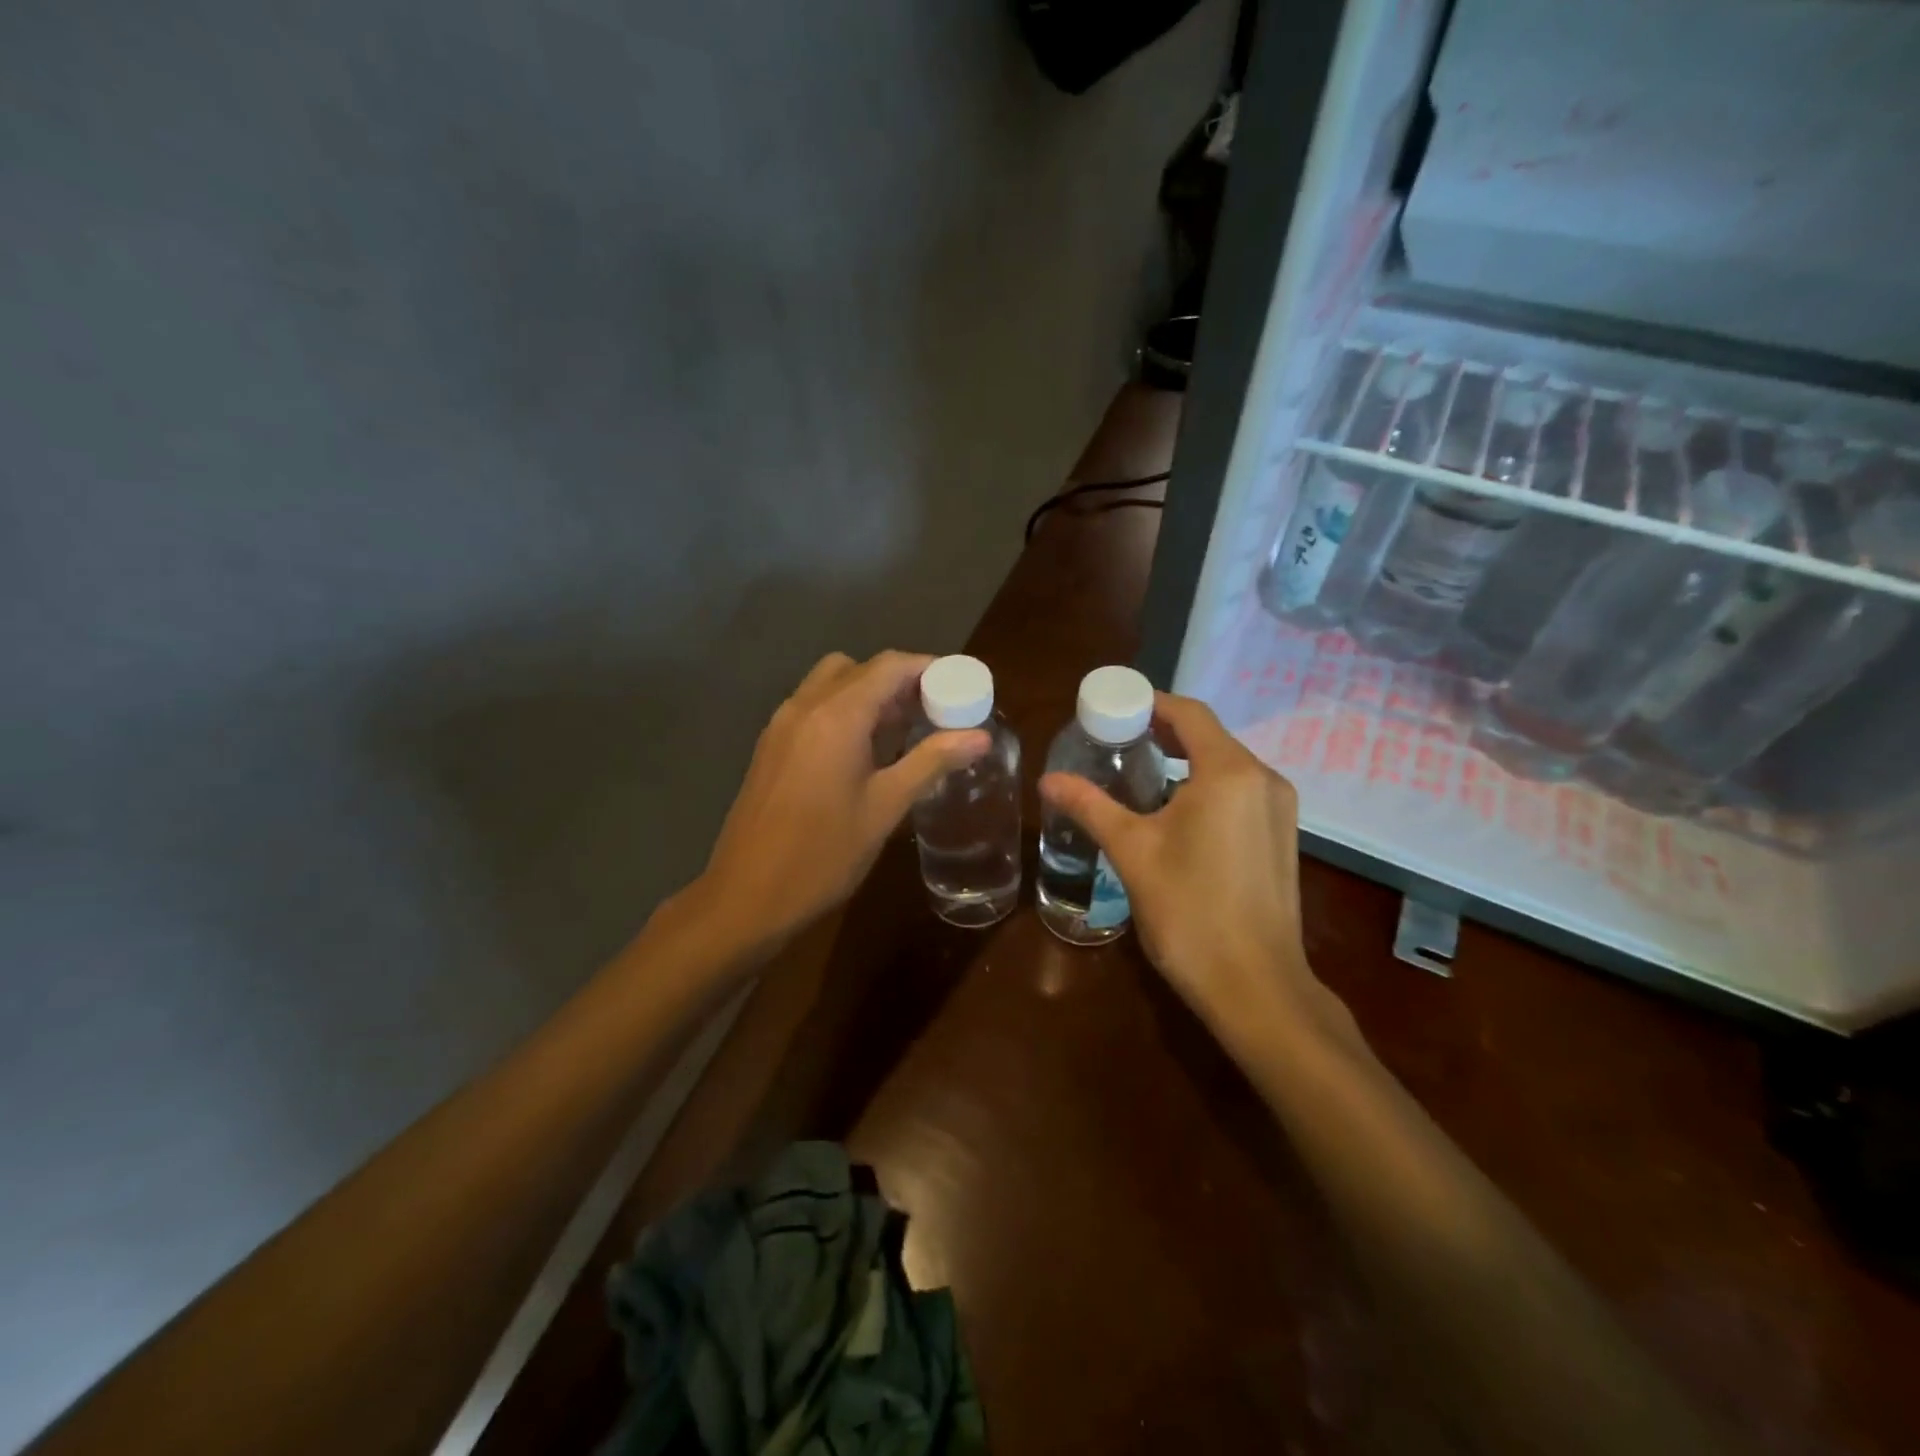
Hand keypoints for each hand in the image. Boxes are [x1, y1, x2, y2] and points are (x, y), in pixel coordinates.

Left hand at [687, 650, 989, 952]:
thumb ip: (932, 762)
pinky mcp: (770, 746)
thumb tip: (981, 736)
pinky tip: (863, 752)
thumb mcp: (886, 808)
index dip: (927, 668)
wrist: (747, 896)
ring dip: (868, 693)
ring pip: (831, 684)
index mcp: (837, 716)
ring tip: (902, 731)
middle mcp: (805, 707)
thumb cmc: (823, 854)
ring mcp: (781, 725)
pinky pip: (813, 707)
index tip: (958, 686)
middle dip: (899, 680)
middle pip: (859, 669)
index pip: (889, 666)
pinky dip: (843, 710)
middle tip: (932, 711)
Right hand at [1040, 693, 1336, 1052]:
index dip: (1150, 703)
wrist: (1256, 986)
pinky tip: (1175, 811)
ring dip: (1185, 760)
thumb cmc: (1190, 912)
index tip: (1112, 708)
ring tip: (1139, 772)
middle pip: (1209, 736)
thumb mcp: (1132, 852)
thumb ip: (1090, 807)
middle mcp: (1264, 779)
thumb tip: (1048, 779)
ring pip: (1226, 764)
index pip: (1189, 713)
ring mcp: (1280, 809)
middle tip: (1116, 739)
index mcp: (1229, 772)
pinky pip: (1240, 791)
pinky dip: (1206, 785)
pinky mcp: (1283, 837)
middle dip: (1163, 731)